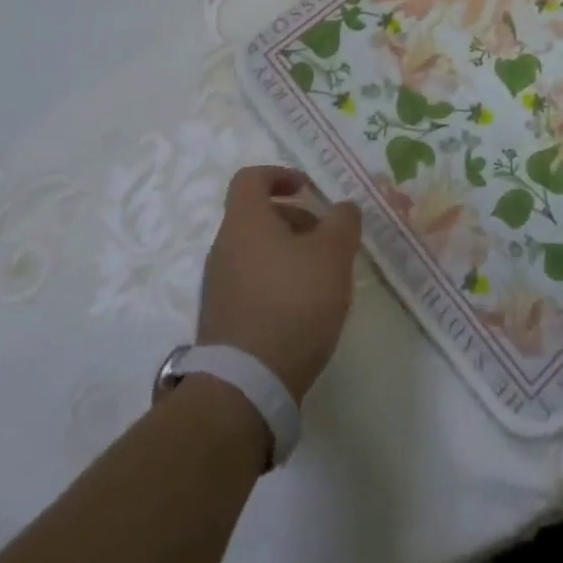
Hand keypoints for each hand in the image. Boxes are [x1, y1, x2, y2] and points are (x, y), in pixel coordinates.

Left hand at [198, 166, 361, 401]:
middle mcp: (224, 248)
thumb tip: (343, 208)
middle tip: (327, 240)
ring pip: (256, 252)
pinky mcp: (222, 321)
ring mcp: (218, 287)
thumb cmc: (293, 303)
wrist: (245, 386)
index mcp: (245, 222)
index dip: (280, 175)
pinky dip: (277, 283)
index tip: (308, 189)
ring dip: (289, 253)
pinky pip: (251, 284)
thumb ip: (343, 222)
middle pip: (257, 217)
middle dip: (295, 220)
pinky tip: (304, 310)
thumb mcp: (333, 254)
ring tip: (322, 278)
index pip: (251, 178)